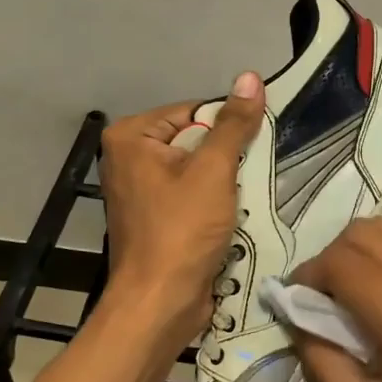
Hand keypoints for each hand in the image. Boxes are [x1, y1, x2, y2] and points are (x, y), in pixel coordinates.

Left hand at [98, 72, 264, 340]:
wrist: (159, 305)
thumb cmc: (181, 231)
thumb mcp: (213, 171)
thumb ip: (233, 124)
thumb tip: (250, 77)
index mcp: (132, 136)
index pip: (195, 111)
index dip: (227, 129)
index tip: (252, 151)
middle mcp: (129, 157)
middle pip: (196, 139)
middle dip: (227, 158)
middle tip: (251, 174)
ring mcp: (140, 189)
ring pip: (198, 169)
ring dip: (225, 182)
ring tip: (243, 196)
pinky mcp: (155, 217)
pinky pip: (192, 194)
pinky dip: (214, 201)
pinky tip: (233, 214)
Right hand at [290, 218, 381, 381]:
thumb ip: (324, 362)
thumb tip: (296, 317)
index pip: (343, 264)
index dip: (307, 274)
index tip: (290, 302)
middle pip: (364, 233)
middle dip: (328, 258)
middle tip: (314, 299)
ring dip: (353, 254)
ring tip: (339, 298)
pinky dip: (377, 259)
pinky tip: (370, 299)